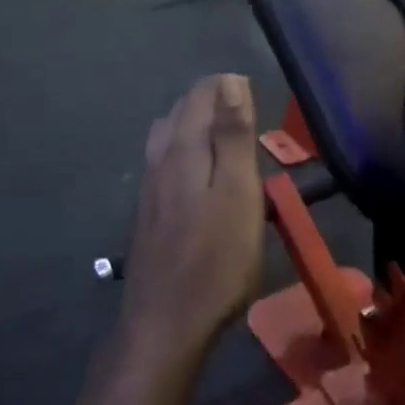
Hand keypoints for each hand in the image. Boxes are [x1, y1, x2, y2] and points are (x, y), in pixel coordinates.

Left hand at [119, 75, 263, 369]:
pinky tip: (199, 175)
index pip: (201, 94)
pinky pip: (163, 163)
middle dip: (210, 101)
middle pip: (180, 111)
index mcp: (184, 148)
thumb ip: (233, 135)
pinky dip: (184, 152)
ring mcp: (149, 188)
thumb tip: (230, 80)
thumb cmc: (216, 259)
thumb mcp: (238, 193)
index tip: (256, 98)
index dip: (227, 86)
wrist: (165, 323)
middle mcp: (159, 159)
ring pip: (167, 137)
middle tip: (246, 115)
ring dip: (194, 125)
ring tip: (225, 137)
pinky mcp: (148, 214)